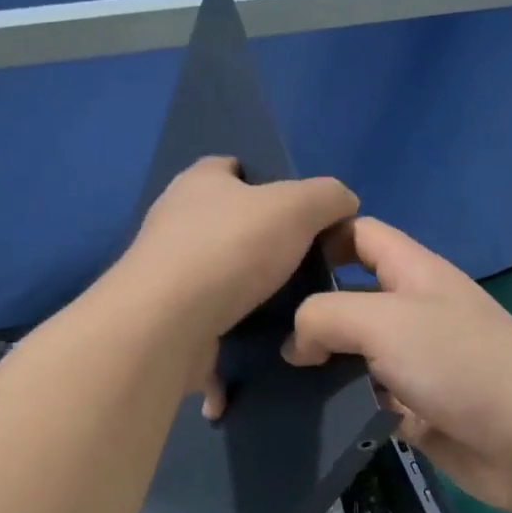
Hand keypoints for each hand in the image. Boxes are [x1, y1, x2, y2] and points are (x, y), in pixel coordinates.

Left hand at [117, 157, 358, 416]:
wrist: (170, 323)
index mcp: (199, 182)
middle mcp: (175, 221)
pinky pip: (210, 322)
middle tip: (304, 265)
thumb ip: (327, 197)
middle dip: (261, 242)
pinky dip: (233, 333)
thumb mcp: (296, 207)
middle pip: (226, 224)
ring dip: (248, 292)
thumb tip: (345, 203)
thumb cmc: (231, 248)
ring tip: (291, 308)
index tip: (300, 213)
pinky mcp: (167, 318)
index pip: (232, 167)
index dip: (266, 182)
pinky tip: (262, 346)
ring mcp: (166, 273)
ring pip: (218, 276)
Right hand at [283, 217, 511, 512]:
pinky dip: (342, 404)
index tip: (270, 263)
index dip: (319, 238)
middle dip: (308, 310)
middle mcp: (413, 312)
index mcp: (413, 273)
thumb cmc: (458, 363)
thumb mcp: (384, 321)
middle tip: (256, 328)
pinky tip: (305, 411)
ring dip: (320, 365)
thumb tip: (294, 344)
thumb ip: (325, 317)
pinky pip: (367, 399)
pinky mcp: (414, 408)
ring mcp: (415, 363)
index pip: (359, 235)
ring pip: (354, 354)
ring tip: (269, 374)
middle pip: (350, 297)